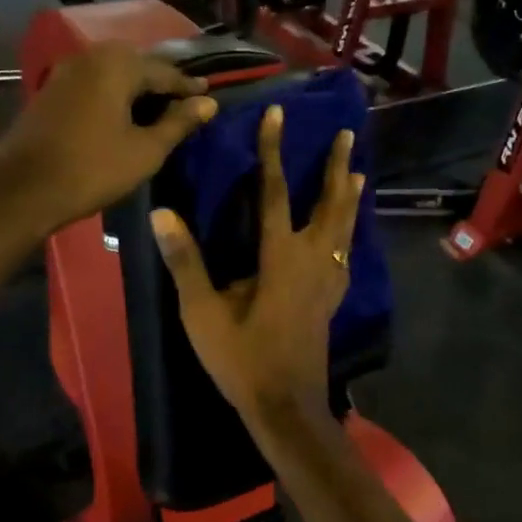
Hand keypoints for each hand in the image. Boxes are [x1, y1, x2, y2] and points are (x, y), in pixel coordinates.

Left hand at [0, 42, 216, 240]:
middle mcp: (90, 57)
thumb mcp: (145, 150)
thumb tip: (208, 103)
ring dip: (136, 90)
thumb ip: (178, 123)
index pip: (165, 71)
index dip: (189, 87)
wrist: (22, 189)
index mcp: (118, 64)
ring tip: (156, 111)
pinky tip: (123, 116)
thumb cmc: (93, 169)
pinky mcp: (50, 91)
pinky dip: (113, 97)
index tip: (209, 95)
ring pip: (112, 75)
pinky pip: (93, 86)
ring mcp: (65, 72)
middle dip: (161, 83)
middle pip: (137, 66)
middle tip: (184, 102)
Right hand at [150, 105, 363, 422]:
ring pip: (345, 228)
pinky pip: (345, 254)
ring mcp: (328, 282)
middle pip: (329, 204)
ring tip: (358, 174)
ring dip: (350, 197)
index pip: (275, 192)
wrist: (285, 406)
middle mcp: (312, 260)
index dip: (273, 151)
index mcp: (280, 257)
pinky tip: (346, 236)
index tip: (276, 114)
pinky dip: (348, 233)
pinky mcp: (332, 300)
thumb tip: (162, 214)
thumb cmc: (242, 359)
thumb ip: (186, 262)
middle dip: (336, 167)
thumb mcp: (203, 313)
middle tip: (348, 135)